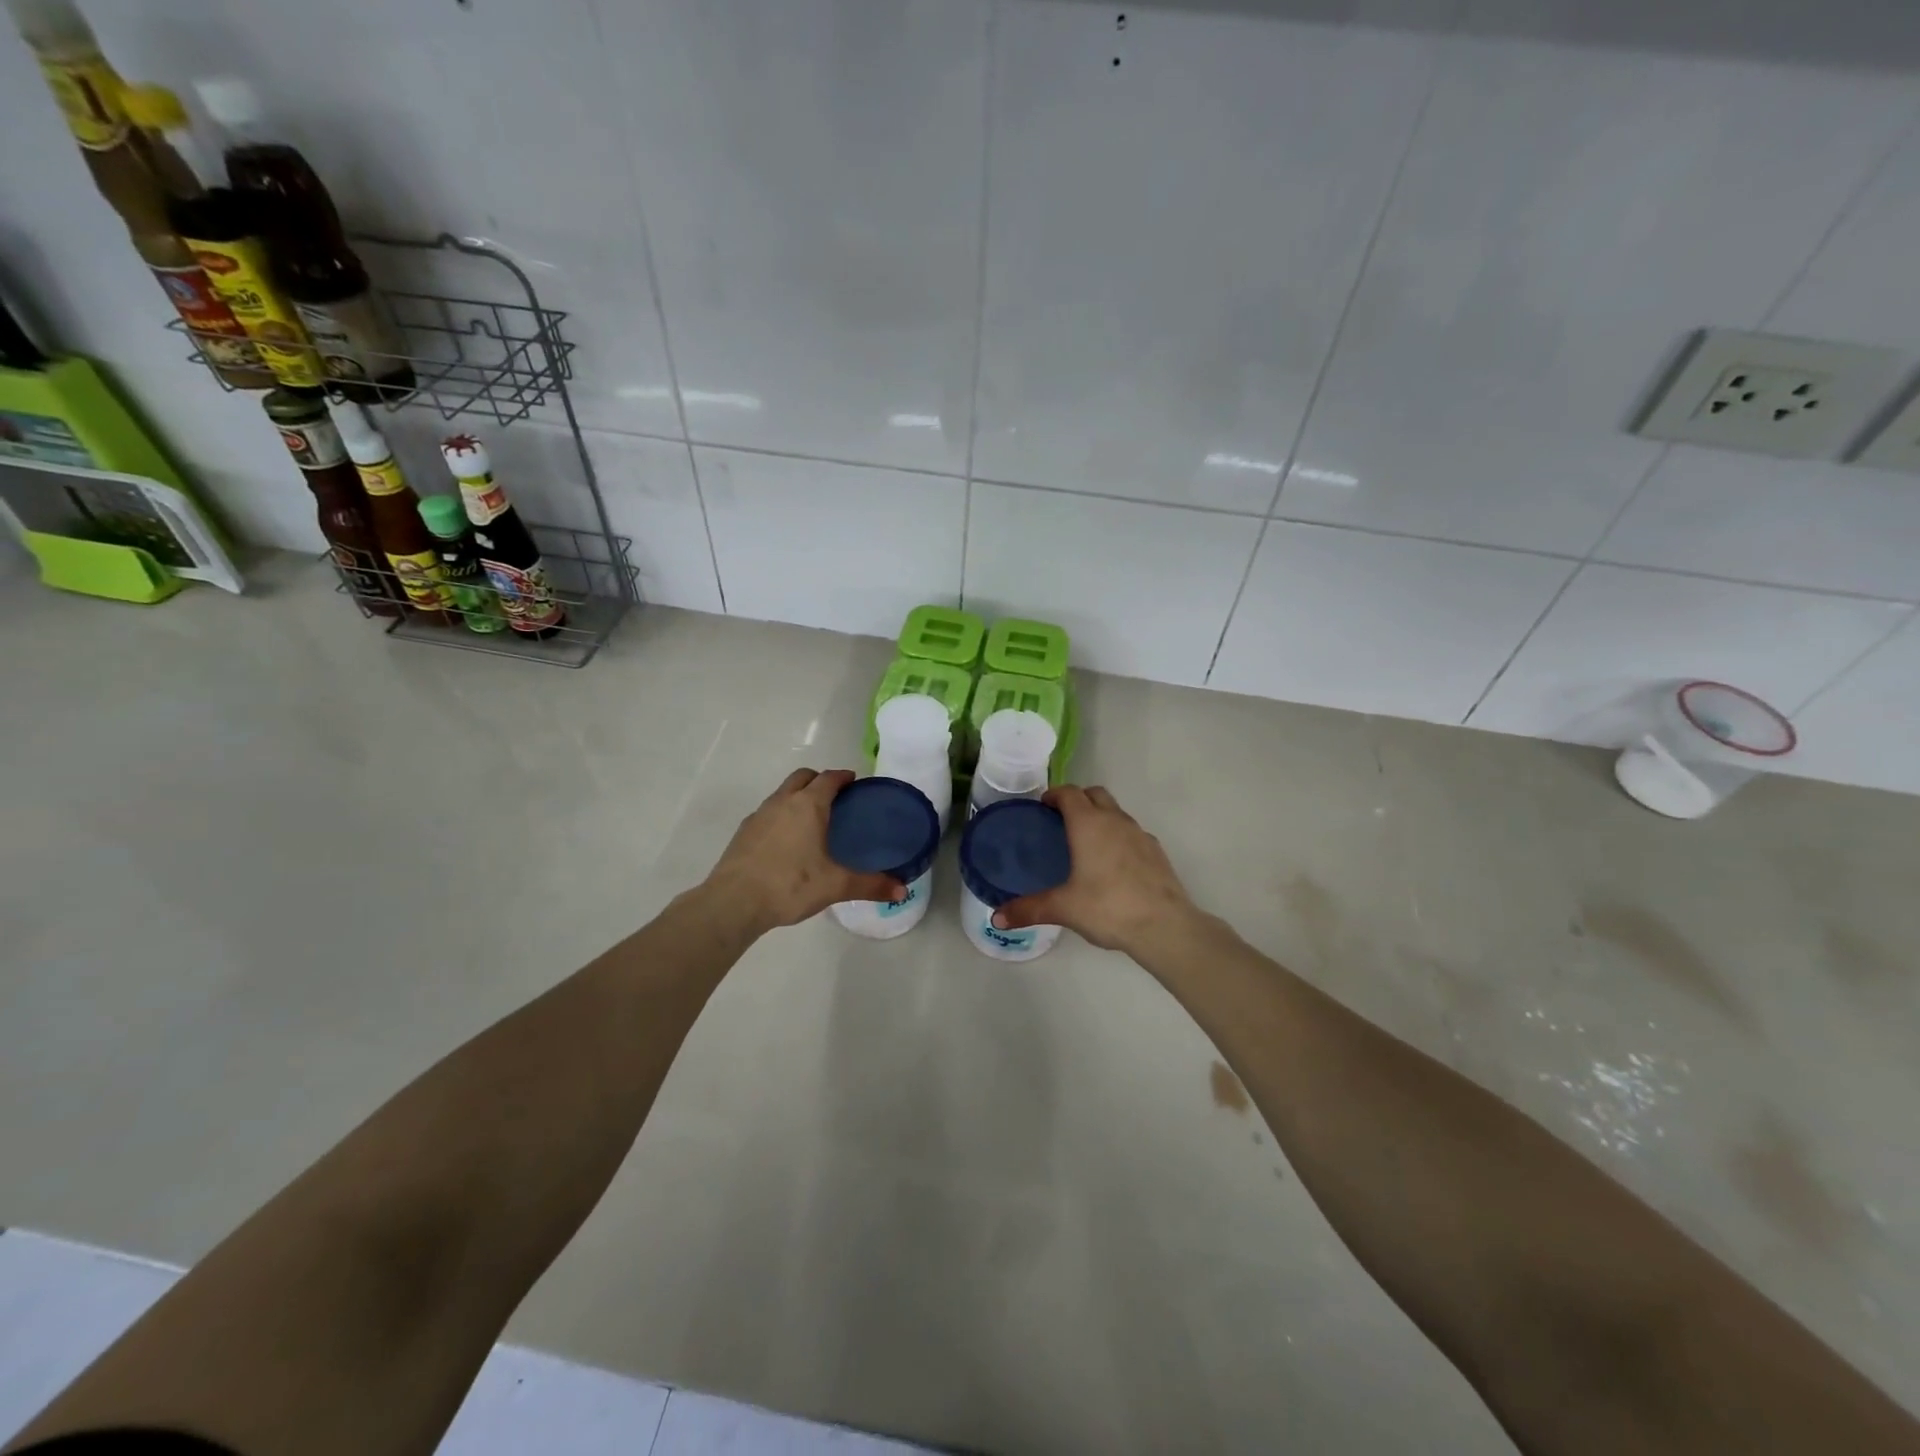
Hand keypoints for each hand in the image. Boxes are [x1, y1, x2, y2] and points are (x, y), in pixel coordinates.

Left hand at [703, 768, 902, 931]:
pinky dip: (780, 816)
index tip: (854, 783)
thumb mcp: (835, 886)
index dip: (843, 777)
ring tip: (812, 820)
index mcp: (809, 805)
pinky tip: (786, 842)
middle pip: (803, 776)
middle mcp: (783, 801)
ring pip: (782, 793)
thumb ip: (870, 885)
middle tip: (835, 798)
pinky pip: (767, 813)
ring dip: (797, 796)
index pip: (829, 778)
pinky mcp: (743, 832)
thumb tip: (902, 890)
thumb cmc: (790, 885)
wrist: (733, 902)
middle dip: (819, 780)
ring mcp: (759, 815)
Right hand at [994, 785, 1196, 954]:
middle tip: (1061, 820)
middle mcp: (1115, 820)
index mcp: (1088, 824)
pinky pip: (1132, 832)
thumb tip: (996, 918)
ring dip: (1100, 817)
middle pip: (1095, 794)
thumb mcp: (1063, 908)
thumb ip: (1028, 909)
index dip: (1054, 795)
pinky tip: (1113, 864)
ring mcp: (1139, 833)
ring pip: (1116, 812)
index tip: (1042, 806)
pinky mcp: (1156, 851)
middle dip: (1078, 800)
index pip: (1069, 793)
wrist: (1164, 926)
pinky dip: (1119, 837)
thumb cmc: (1108, 908)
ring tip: (1086, 843)